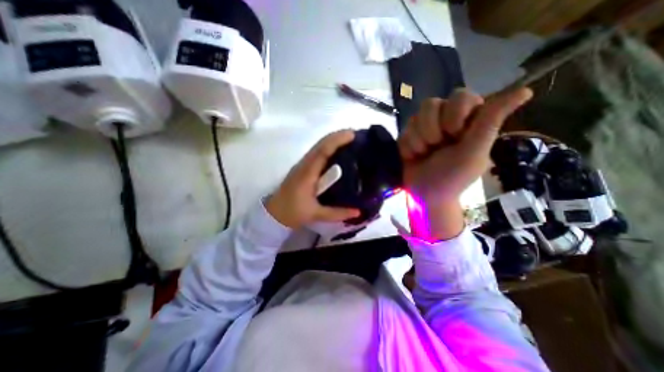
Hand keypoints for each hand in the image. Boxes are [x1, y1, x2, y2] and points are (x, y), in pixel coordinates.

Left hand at [265, 130, 360, 228]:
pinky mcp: (303, 168)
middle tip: (355, 135)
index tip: (352, 135)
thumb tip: (358, 211)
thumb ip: (337, 213)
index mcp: (307, 174)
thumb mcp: (316, 214)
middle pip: (321, 144)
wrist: (274, 213)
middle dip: (337, 136)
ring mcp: (302, 165)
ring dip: (333, 140)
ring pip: (318, 147)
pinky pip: (317, 153)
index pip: (322, 151)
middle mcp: (304, 165)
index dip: (337, 141)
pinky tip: (338, 151)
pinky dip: (328, 148)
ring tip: (350, 140)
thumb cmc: (293, 213)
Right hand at [396, 85, 532, 237]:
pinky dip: (408, 147)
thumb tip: (526, 90)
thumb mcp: (474, 152)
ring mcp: (424, 128)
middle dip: (432, 129)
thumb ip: (491, 122)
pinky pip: (404, 132)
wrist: (425, 195)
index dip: (454, 115)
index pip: (459, 96)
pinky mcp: (408, 136)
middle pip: (431, 104)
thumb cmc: (452, 177)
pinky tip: (414, 157)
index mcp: (467, 120)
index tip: (456, 136)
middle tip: (437, 147)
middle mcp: (444, 120)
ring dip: (418, 139)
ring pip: (415, 117)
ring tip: (424, 154)